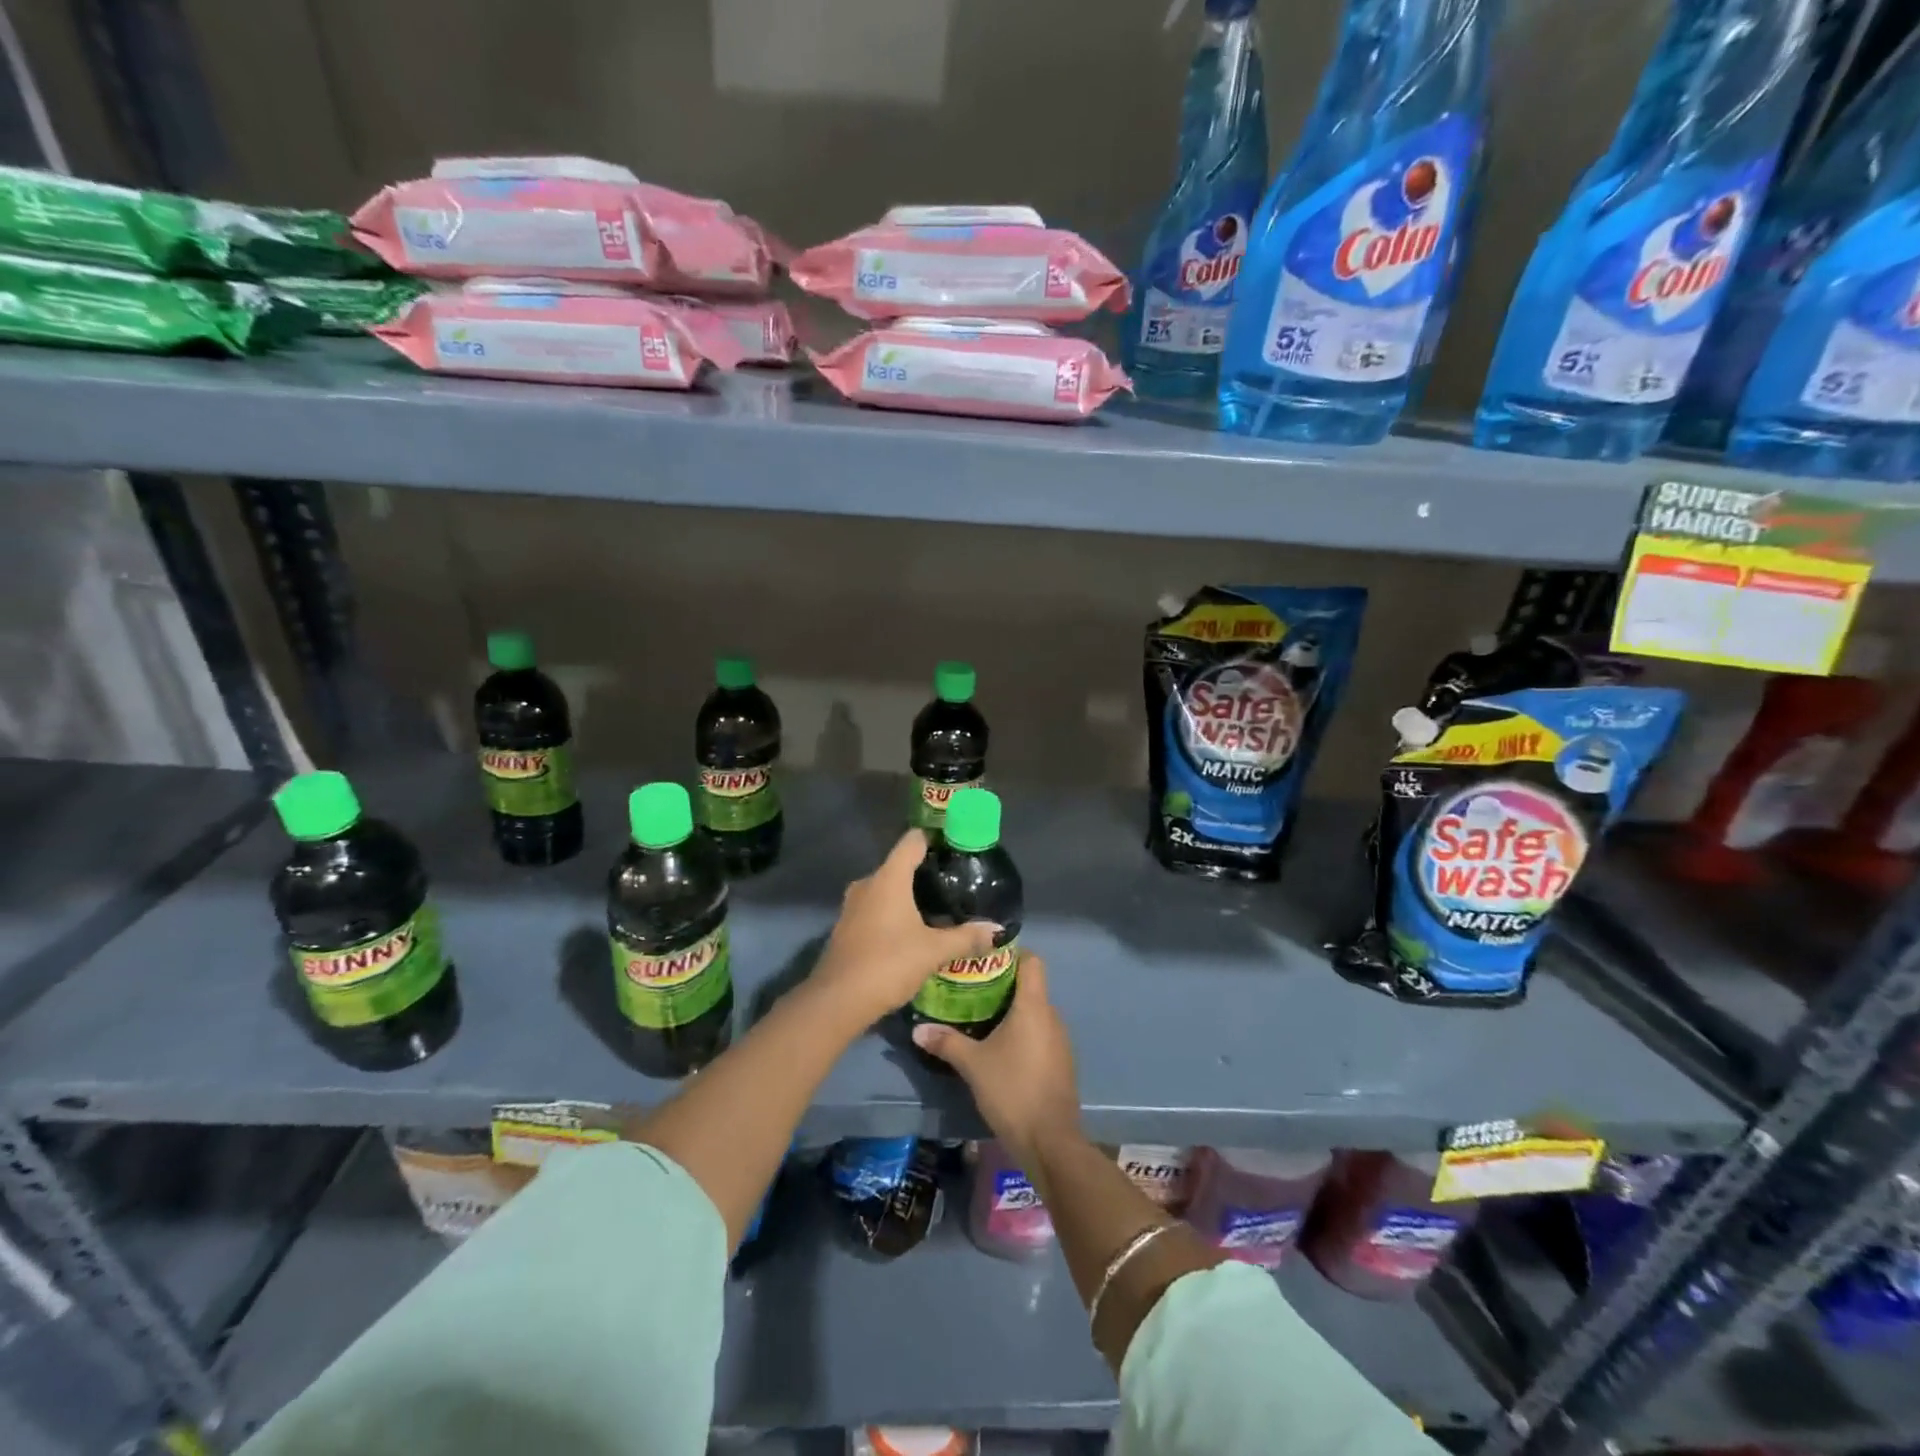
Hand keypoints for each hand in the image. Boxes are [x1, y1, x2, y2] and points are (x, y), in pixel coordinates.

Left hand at [811, 829, 999, 1023]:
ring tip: (937, 909)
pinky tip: (911, 932)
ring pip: (885, 890)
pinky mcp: (846, 927)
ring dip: (908, 897)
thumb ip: (966, 938)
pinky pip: (875, 909)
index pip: (912, 841)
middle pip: (899, 865)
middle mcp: (868, 884)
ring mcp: (852, 906)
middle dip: (925, 873)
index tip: (955, 845)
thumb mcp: (933, 951)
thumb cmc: (888, 963)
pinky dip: (893, 914)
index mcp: (889, 878)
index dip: (934, 838)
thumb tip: (997, 930)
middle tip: (954, 885)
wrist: (838, 1001)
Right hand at [912, 953, 1079, 1169]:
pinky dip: (1022, 1034)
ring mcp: (1060, 1041)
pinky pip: (1040, 1034)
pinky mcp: (1061, 1063)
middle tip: (970, 990)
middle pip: (1030, 987)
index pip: (1032, 961)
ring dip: (1012, 1012)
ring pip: (1035, 1012)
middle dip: (1002, 986)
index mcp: (1033, 1006)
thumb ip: (946, 1042)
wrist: (1050, 1141)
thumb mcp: (973, 1065)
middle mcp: (1051, 1016)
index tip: (984, 960)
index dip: (1011, 954)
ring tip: (980, 1019)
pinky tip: (1000, 1049)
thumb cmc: (1012, 1090)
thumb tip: (918, 1029)